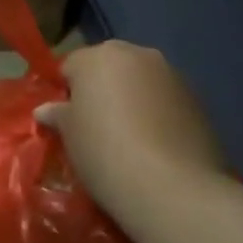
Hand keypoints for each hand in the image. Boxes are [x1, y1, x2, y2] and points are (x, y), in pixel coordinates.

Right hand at [35, 41, 227, 229]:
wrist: (174, 188)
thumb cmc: (105, 152)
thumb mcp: (69, 135)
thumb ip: (58, 115)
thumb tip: (45, 110)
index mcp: (98, 56)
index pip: (71, 65)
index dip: (66, 92)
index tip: (67, 120)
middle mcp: (136, 54)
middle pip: (109, 66)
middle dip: (101, 89)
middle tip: (96, 126)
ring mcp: (171, 74)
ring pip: (140, 81)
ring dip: (132, 99)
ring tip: (129, 138)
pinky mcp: (198, 100)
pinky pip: (165, 100)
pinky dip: (158, 113)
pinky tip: (155, 145)